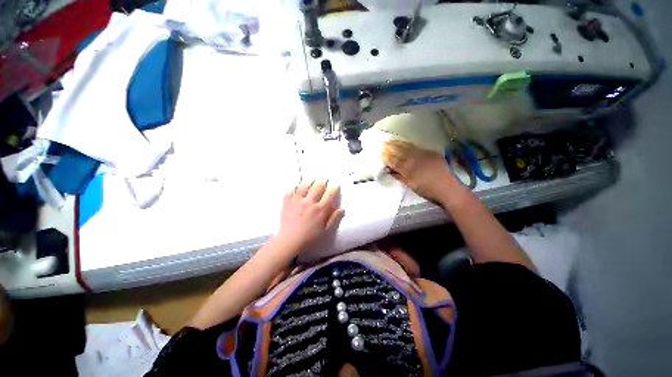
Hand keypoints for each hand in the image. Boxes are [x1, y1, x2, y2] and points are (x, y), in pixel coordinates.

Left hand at [277, 181, 344, 251]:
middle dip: (323, 183)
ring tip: (312, 182)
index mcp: (320, 209)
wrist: (289, 241)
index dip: (334, 188)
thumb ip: (334, 219)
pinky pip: (290, 190)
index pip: (330, 194)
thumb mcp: (325, 231)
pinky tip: (296, 188)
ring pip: (304, 186)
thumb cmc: (309, 238)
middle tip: (324, 184)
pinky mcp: (287, 202)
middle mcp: (310, 202)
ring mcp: (297, 201)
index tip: (336, 186)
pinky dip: (294, 187)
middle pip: (318, 186)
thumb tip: (342, 209)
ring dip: (309, 182)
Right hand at [381, 140, 455, 203]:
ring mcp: (423, 155)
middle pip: (399, 152)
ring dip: (397, 143)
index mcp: (409, 170)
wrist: (450, 187)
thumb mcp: (412, 186)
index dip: (386, 157)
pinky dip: (407, 144)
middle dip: (390, 148)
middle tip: (382, 144)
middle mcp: (414, 160)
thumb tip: (389, 170)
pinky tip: (403, 142)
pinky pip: (415, 146)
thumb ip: (400, 177)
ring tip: (390, 140)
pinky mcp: (430, 152)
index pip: (394, 162)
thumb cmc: (428, 190)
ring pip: (407, 147)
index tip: (379, 153)